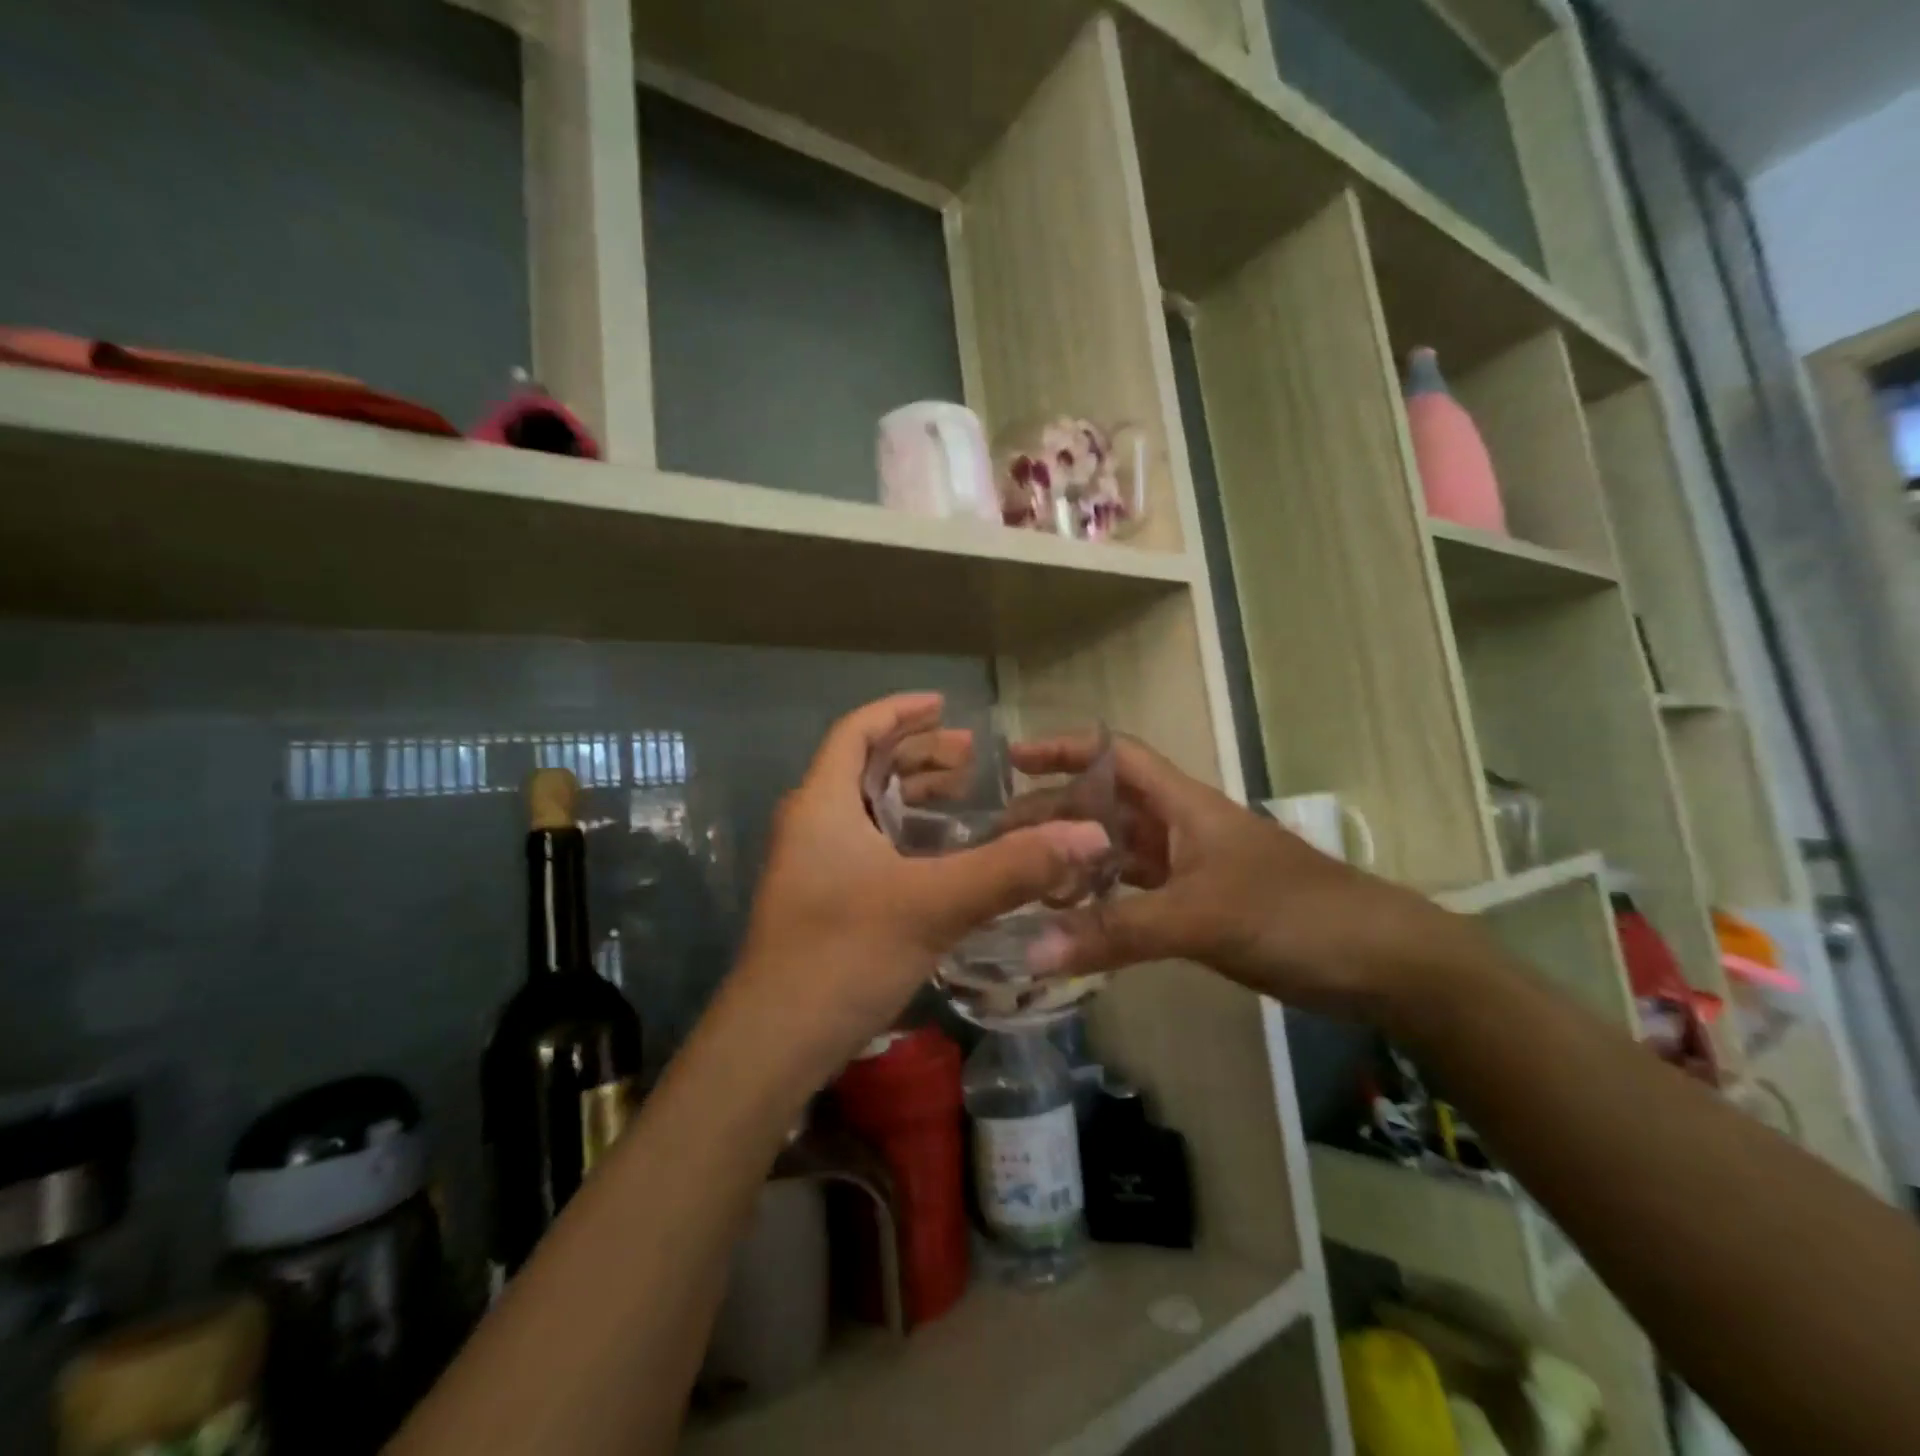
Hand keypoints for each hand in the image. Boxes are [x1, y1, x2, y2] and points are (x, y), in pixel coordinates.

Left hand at [727, 694, 1111, 1080]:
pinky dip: (904, 835)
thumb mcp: (934, 904)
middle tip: (971, 758)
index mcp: (822, 803)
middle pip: (863, 767)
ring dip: (911, 796)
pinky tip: (940, 858)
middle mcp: (810, 825)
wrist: (774, 1044)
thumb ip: (1012, 868)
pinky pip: (866, 845)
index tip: (945, 705)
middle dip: (917, 755)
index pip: (856, 731)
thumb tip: (1089, 834)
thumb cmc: (844, 955)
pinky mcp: (820, 901)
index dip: (900, 711)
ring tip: (962, 797)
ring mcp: (811, 866)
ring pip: (866, 810)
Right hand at [1018, 733, 1476, 1020]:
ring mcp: (1190, 869)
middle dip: (1053, 813)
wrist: (1381, 962)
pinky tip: (1071, 921)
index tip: (1012, 760)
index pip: (1115, 755)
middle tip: (997, 840)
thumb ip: (1116, 932)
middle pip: (1104, 805)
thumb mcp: (1200, 917)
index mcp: (1183, 804)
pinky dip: (1101, 903)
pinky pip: (1134, 895)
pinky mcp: (1198, 908)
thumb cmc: (1294, 914)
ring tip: (1021, 879)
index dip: (1065, 748)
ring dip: (1073, 860)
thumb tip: (1030, 951)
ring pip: (1116, 852)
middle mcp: (1180, 827)